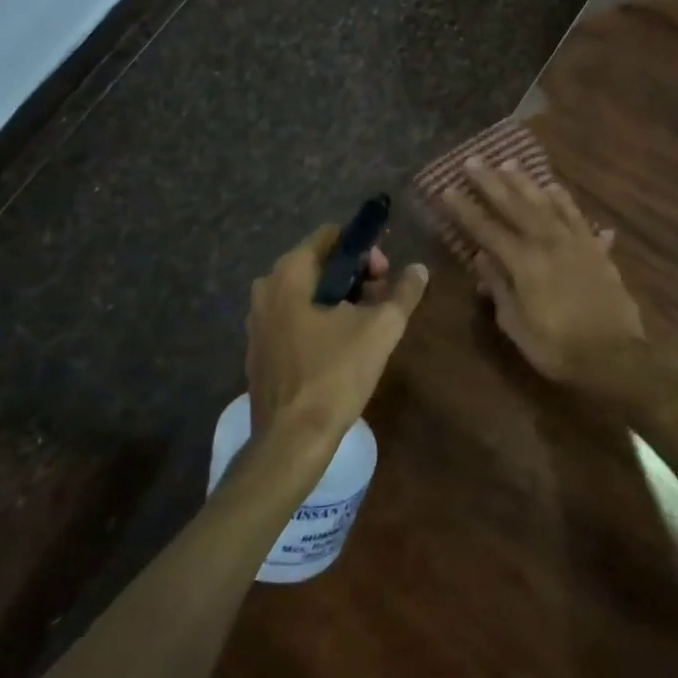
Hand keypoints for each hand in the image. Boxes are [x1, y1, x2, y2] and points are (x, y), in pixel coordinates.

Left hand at [246, 225, 428, 449]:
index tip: (385, 275)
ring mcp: (257, 321)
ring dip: (340, 300)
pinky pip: (294, 318)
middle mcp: (266, 288)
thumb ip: (404, 292)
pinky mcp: (259, 350)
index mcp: (290, 272)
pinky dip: (319, 322)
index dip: (364, 249)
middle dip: (355, 276)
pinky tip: (340, 349)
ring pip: (307, 293)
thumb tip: (420, 269)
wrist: (291, 441)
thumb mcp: (381, 329)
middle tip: (381, 303)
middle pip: (320, 264)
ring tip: (367, 327)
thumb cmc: (334, 374)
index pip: (332, 236)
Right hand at [440, 158, 643, 385]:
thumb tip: (481, 259)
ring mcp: (574, 242)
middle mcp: (548, 243)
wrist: (616, 357)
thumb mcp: (517, 326)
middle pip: (515, 205)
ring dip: (525, 182)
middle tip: (473, 161)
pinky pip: (576, 215)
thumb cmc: (559, 348)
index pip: (487, 230)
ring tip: (508, 162)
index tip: (447, 189)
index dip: (465, 210)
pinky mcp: (595, 248)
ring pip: (546, 202)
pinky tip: (554, 186)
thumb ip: (499, 289)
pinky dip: (563, 199)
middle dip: (491, 182)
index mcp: (524, 263)